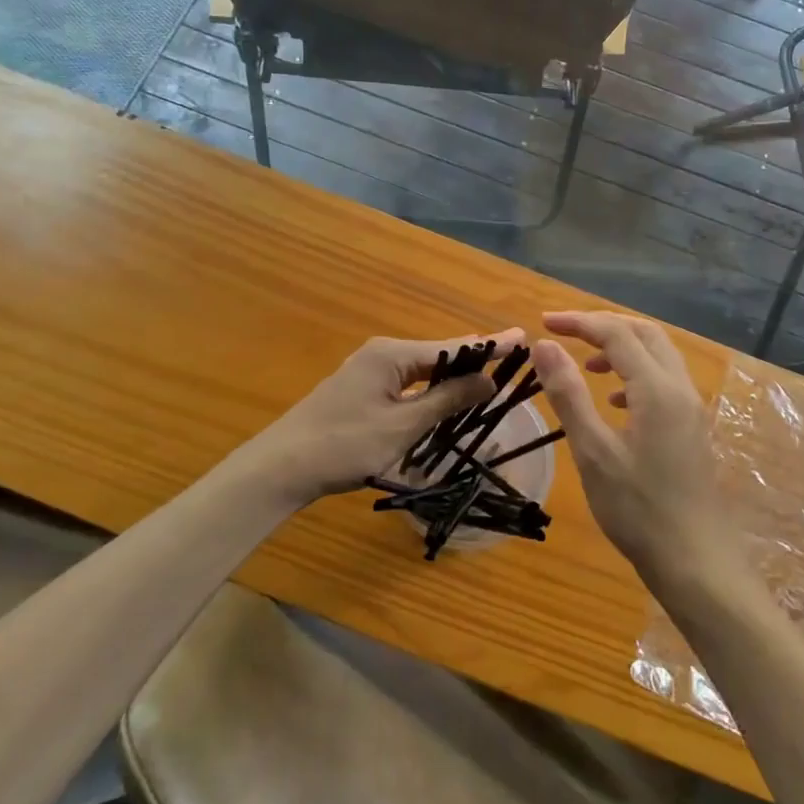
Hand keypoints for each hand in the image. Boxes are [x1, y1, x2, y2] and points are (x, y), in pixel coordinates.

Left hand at [233, 329, 525, 508]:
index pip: (452, 347)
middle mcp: (381, 353)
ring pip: (422, 369)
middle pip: (438, 353)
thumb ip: (447, 400)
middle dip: (474, 358)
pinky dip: (431, 388)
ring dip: (453, 376)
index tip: (522, 336)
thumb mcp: (403, 425)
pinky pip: (407, 382)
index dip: (489, 345)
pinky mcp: (361, 389)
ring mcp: (368, 370)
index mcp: (392, 354)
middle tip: (512, 360)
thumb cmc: (345, 445)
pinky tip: (447, 396)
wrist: (281, 467)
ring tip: (490, 376)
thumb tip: (489, 380)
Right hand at [531, 311, 733, 576]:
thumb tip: (544, 345)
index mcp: (657, 389)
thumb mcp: (592, 451)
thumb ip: (568, 394)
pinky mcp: (693, 428)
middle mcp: (680, 389)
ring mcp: (692, 409)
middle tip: (565, 333)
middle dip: (604, 326)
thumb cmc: (638, 509)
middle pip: (644, 334)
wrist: (695, 561)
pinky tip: (614, 403)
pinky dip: (636, 375)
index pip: (616, 333)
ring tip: (586, 365)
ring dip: (622, 349)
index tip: (543, 323)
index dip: (579, 322)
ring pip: (658, 356)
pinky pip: (665, 381)